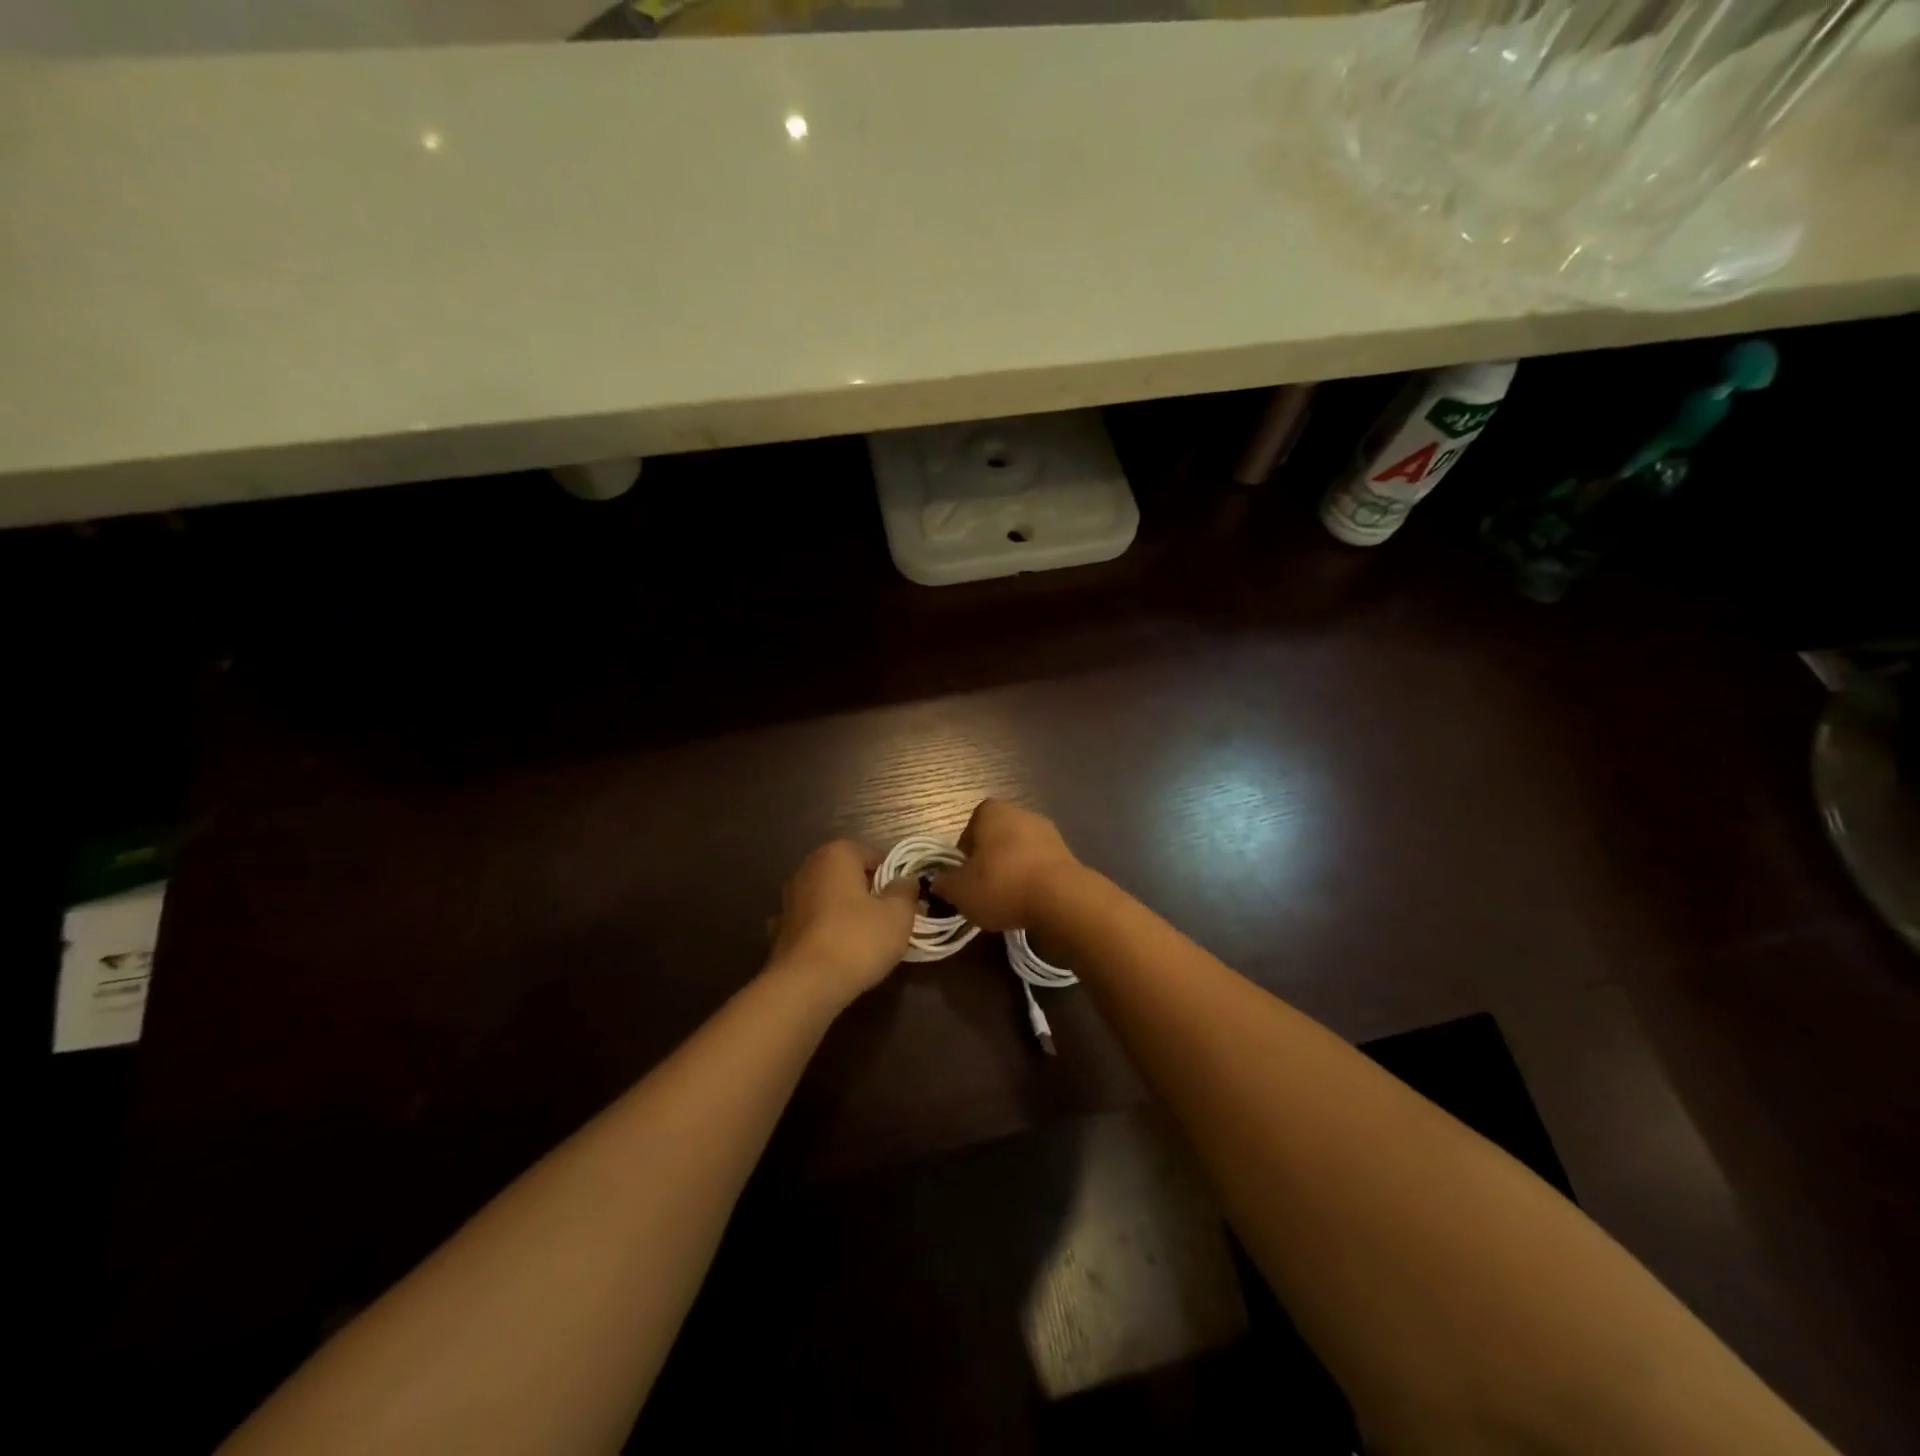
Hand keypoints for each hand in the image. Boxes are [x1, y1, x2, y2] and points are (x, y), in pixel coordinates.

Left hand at [770, 840, 917, 1006]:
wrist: (806, 985)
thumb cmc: (858, 939)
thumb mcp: (898, 915)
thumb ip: (905, 892)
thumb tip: (905, 881)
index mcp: (836, 855)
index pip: (873, 855)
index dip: (891, 878)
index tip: (902, 902)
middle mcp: (808, 868)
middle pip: (848, 876)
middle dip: (867, 894)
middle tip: (887, 920)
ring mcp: (789, 899)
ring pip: (829, 899)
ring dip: (844, 912)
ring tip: (864, 940)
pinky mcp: (780, 929)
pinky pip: (812, 923)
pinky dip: (824, 931)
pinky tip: (836, 952)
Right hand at [932, 799, 1081, 932]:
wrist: (1061, 897)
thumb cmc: (1002, 884)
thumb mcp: (960, 891)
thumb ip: (944, 884)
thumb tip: (938, 882)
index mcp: (992, 812)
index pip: (970, 827)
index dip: (965, 852)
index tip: (964, 875)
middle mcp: (1021, 813)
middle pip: (996, 838)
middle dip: (989, 861)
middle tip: (983, 889)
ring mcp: (1048, 832)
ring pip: (1020, 851)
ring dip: (1013, 871)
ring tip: (1007, 900)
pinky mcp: (1068, 854)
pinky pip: (1040, 865)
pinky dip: (1033, 880)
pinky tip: (1030, 902)